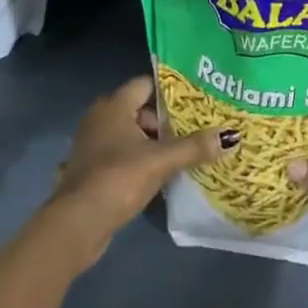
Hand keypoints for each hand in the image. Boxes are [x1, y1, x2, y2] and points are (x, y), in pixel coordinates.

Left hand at [45, 76, 233, 269]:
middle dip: (166, 121)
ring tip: (183, 153)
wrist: (76, 224)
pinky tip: (159, 175)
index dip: (170, 91)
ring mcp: (93, 144)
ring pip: (131, 134)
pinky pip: (122, 155)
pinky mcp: (91, 170)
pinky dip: (139, 160)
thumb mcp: (160, 161)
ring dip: (153, 143)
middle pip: (141, 109)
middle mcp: (100, 117)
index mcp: (114, 105)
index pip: (146, 84)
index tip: (196, 102)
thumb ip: (194, 147)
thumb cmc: (117, 179)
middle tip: (195, 130)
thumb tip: (231, 136)